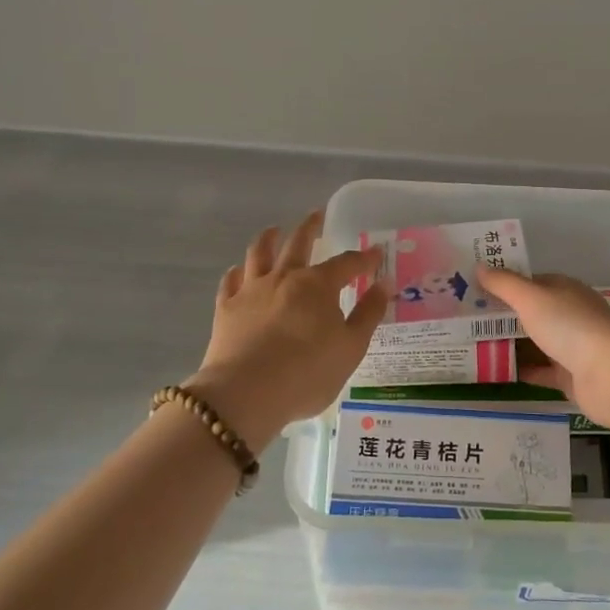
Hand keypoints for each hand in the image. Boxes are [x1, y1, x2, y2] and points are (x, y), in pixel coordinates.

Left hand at [186, 212, 386, 450]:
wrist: (245, 394)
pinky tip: (239, 271)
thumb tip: (383, 284)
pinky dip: (237, 272)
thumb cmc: (307, 373)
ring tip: (273, 230)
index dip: (364, 258)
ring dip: (268, 238)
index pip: (347, 263)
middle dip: (311, 227)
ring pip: (259, 253)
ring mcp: (252, 290)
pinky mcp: (226, 308)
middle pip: (298, 243)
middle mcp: (284, 277)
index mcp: (318, 285)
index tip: (376, 253)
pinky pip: (231, 281)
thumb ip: (368, 314)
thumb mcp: (351, 348)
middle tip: (317, 215)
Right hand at [476, 268, 609, 435]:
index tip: (472, 291)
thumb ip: (504, 284)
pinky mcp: (571, 378)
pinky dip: (522, 371)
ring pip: (535, 343)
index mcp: (564, 290)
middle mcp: (569, 315)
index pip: (530, 283)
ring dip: (510, 344)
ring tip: (470, 346)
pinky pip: (541, 372)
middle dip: (502, 316)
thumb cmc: (571, 326)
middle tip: (463, 321)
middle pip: (531, 313)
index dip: (503, 285)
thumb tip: (479, 266)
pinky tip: (494, 373)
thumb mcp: (531, 298)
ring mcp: (571, 347)